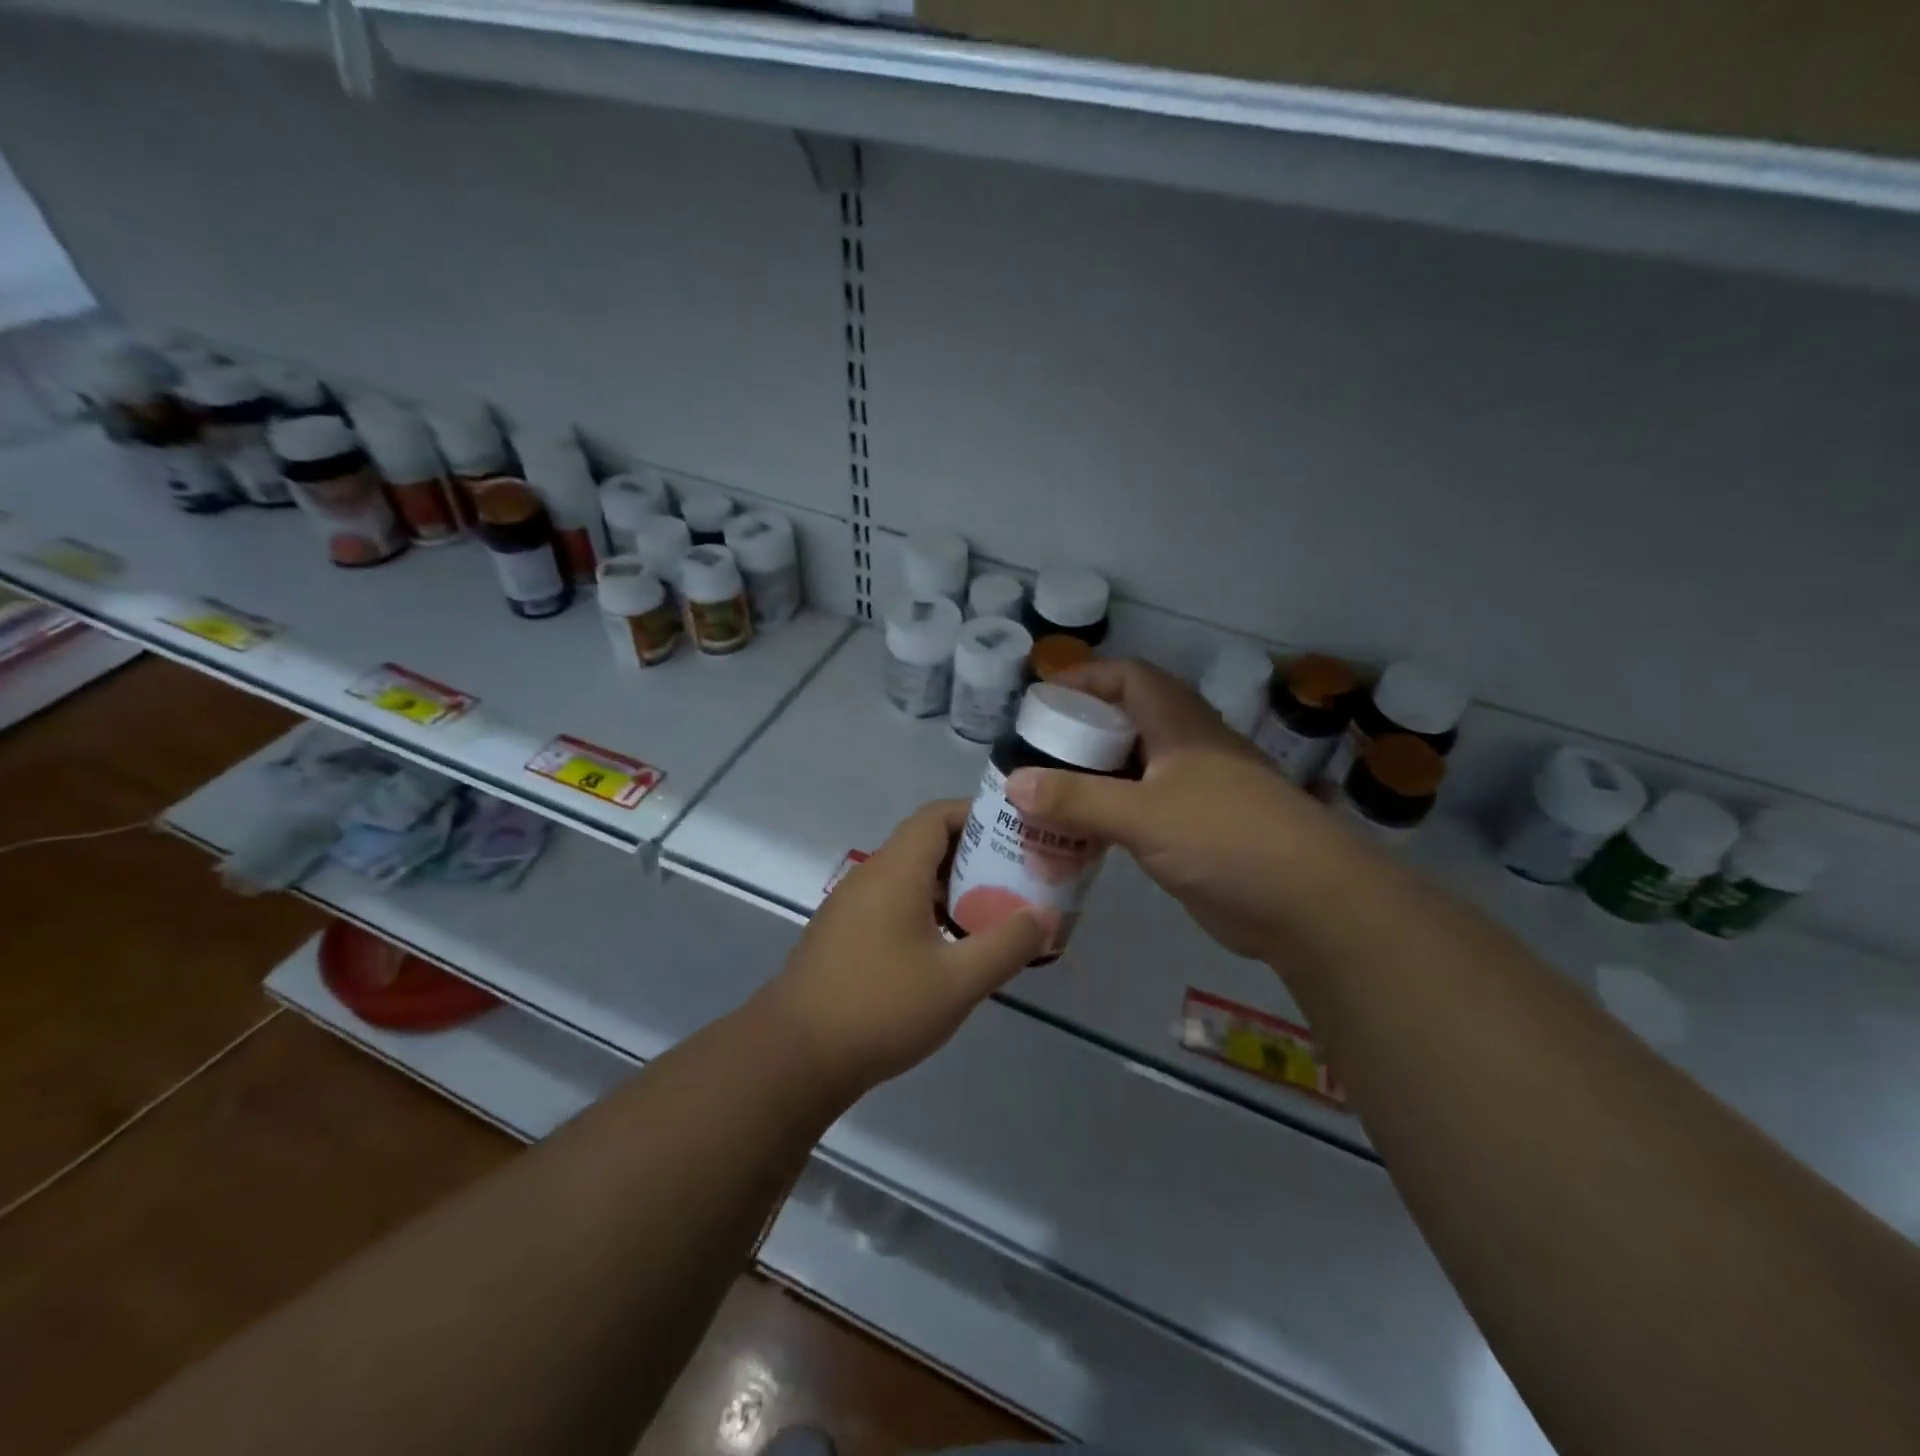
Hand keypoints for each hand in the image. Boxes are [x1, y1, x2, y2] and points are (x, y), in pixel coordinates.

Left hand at [758, 801, 1046, 1093]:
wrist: (794, 1056)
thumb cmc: (880, 1007)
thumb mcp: (957, 981)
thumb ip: (1006, 945)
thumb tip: (1042, 917)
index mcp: (895, 870)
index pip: (937, 816)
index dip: (977, 815)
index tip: (1015, 833)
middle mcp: (870, 876)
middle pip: (925, 844)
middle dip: (973, 855)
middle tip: (1015, 878)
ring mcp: (851, 906)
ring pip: (909, 877)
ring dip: (950, 887)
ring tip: (992, 913)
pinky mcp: (843, 935)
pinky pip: (893, 904)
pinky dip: (926, 910)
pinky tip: (949, 948)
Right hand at [1005, 659, 1364, 963]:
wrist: (1309, 905)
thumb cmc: (1227, 839)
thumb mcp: (1144, 814)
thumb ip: (1077, 799)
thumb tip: (1013, 783)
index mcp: (1180, 724)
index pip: (1128, 678)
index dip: (1085, 679)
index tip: (1040, 700)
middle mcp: (1185, 749)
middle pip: (1124, 724)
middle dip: (1077, 734)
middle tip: (1030, 754)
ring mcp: (1192, 792)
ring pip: (1129, 770)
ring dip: (1089, 779)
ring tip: (1040, 796)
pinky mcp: (1192, 832)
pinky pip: (1138, 811)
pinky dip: (1106, 816)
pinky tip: (1076, 836)